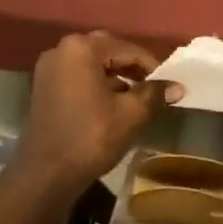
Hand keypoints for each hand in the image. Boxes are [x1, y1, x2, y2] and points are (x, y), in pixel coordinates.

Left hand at [13, 32, 179, 195]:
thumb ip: (155, 94)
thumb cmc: (90, 138)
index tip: (169, 84)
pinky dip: (97, 85)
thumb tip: (178, 87)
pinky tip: (113, 105)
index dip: (152, 66)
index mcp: (81, 49)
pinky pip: (78, 77)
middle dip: (132, 68)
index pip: (128, 49)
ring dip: (116, 77)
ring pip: (92, 64)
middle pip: (108, 51)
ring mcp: (49, 69)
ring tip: (137, 98)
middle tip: (153, 87)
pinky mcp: (44, 87)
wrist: (46, 174)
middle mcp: (61, 50)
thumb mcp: (130, 114)